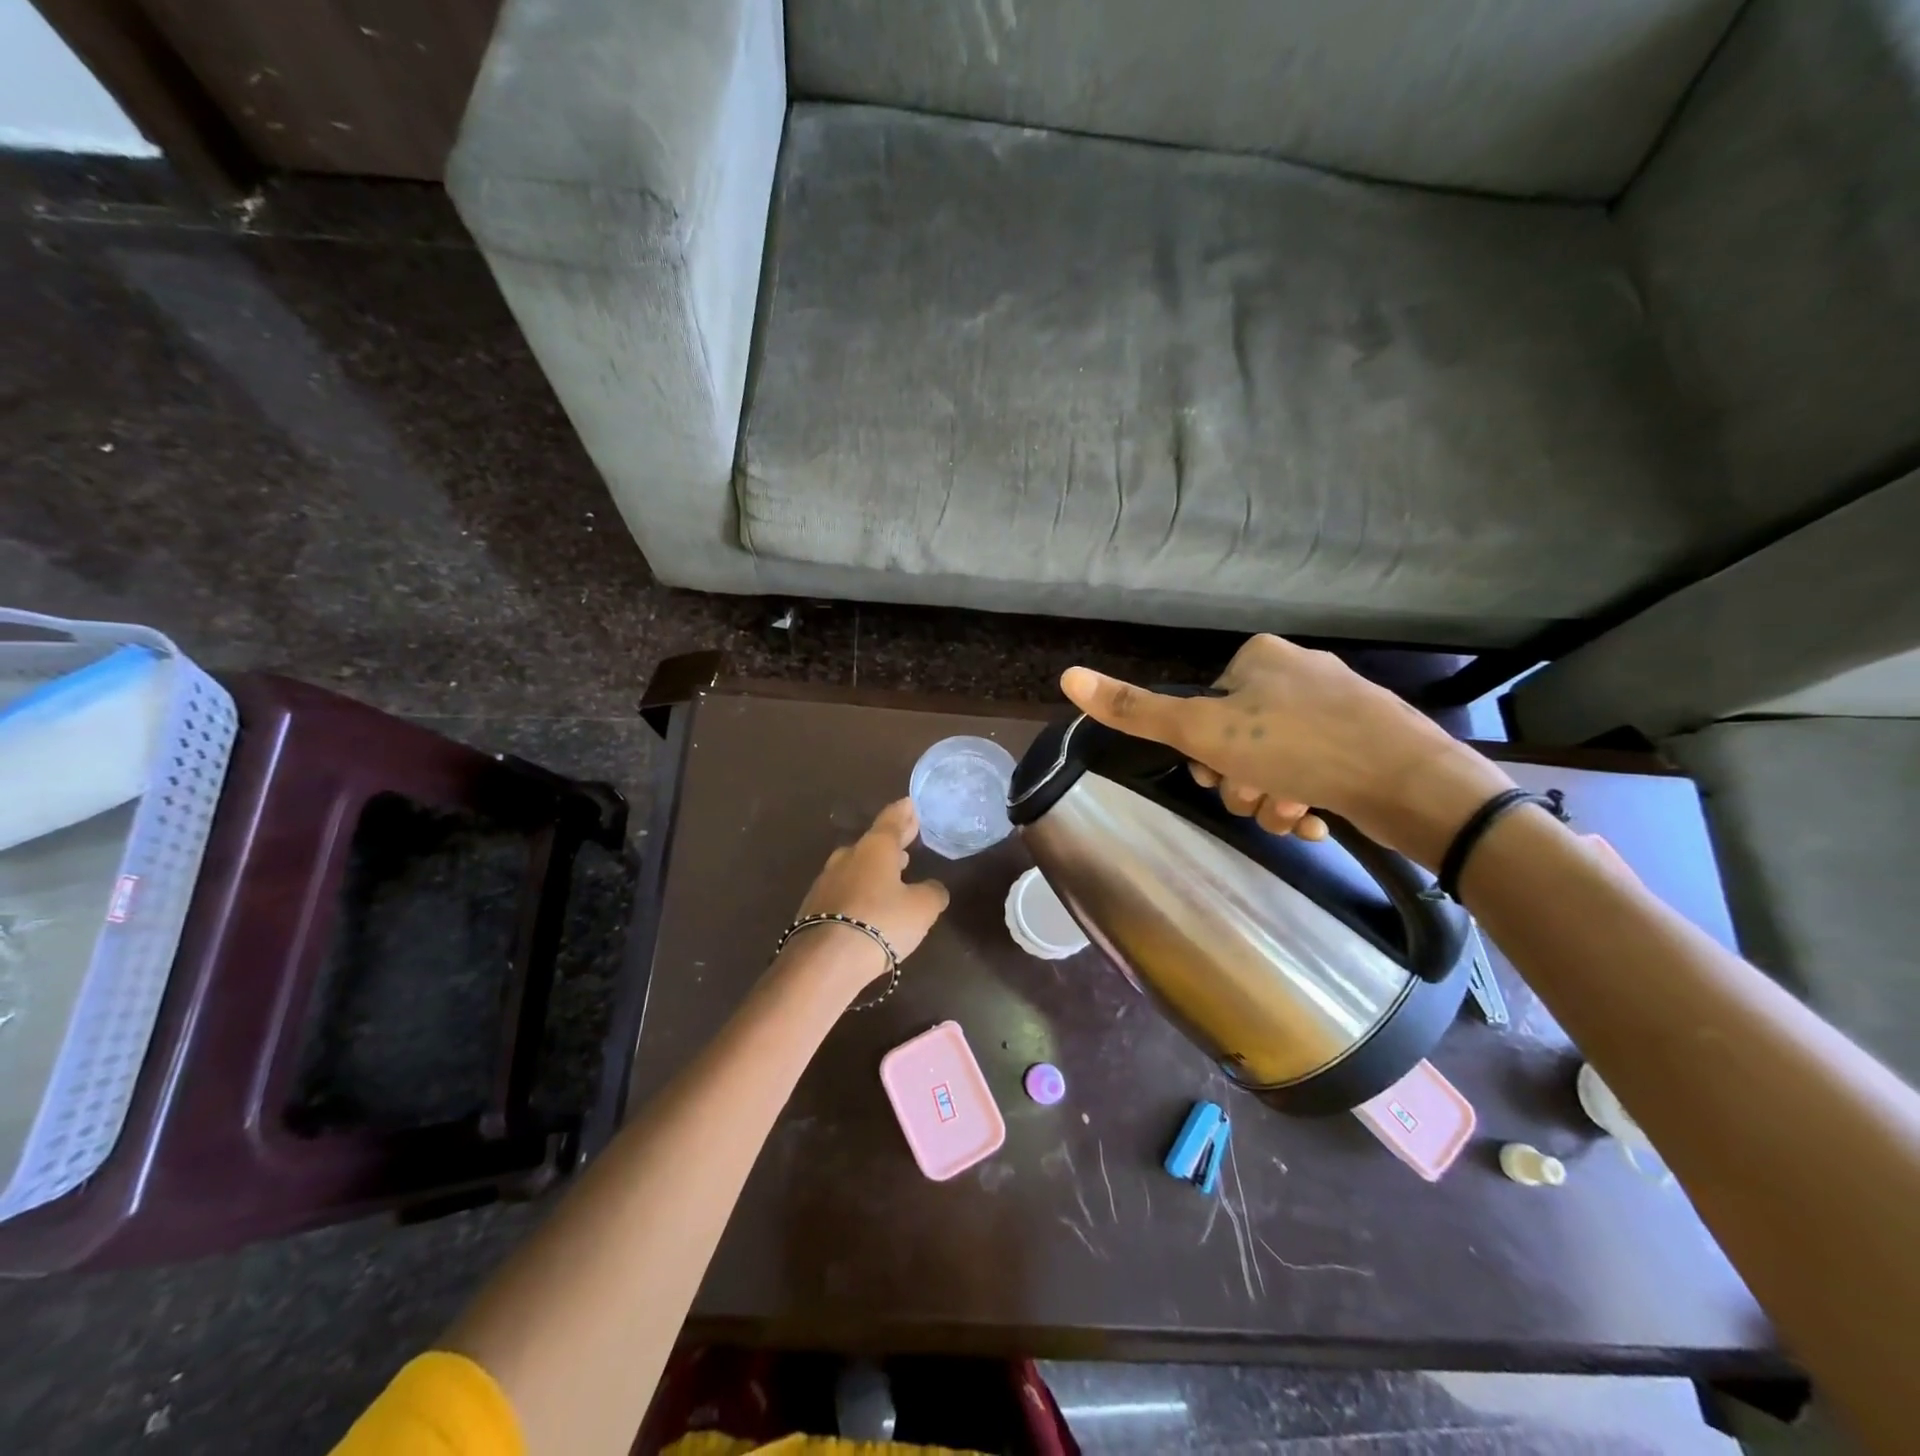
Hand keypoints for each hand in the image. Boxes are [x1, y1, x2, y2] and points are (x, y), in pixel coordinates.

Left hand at [788, 799, 950, 983]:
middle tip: (907, 840)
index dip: (904, 813)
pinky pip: (844, 891)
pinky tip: (869, 904)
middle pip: (873, 843)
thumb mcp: (922, 908)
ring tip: (893, 872)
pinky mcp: (814, 908)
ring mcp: (826, 882)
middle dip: (891, 842)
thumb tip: (932, 888)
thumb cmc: (881, 922)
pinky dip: (860, 891)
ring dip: (874, 868)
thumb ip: (932, 892)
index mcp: (875, 848)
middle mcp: (848, 857)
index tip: (910, 804)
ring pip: (856, 867)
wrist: (825, 961)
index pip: (892, 820)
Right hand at [1060, 634, 1515, 866]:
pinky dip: (1306, 799)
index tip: (1220, 773)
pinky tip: (1318, 818)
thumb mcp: (1204, 731)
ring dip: (1271, 799)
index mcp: (1259, 657)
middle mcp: (1299, 672)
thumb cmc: (1300, 748)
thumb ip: (1135, 709)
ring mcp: (1339, 706)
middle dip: (1240, 781)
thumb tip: (1066, 676)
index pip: (1202, 708)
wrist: (1414, 784)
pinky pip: (1315, 771)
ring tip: (1293, 813)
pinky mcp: (1368, 741)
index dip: (1202, 751)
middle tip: (1259, 797)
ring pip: (1275, 762)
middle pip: (1237, 739)